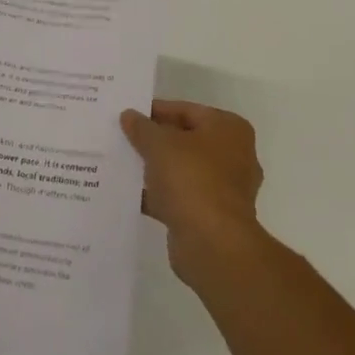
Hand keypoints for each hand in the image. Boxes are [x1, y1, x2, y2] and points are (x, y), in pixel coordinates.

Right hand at [121, 100, 264, 284]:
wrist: (212, 244)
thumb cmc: (192, 179)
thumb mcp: (160, 144)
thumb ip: (142, 128)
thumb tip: (129, 115)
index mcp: (229, 129)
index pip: (187, 111)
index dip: (156, 110)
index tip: (128, 114)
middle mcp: (233, 156)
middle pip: (185, 140)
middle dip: (155, 140)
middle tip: (123, 136)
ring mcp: (224, 189)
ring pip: (181, 170)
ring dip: (155, 169)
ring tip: (121, 162)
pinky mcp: (211, 216)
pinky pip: (179, 197)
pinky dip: (158, 195)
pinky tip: (128, 193)